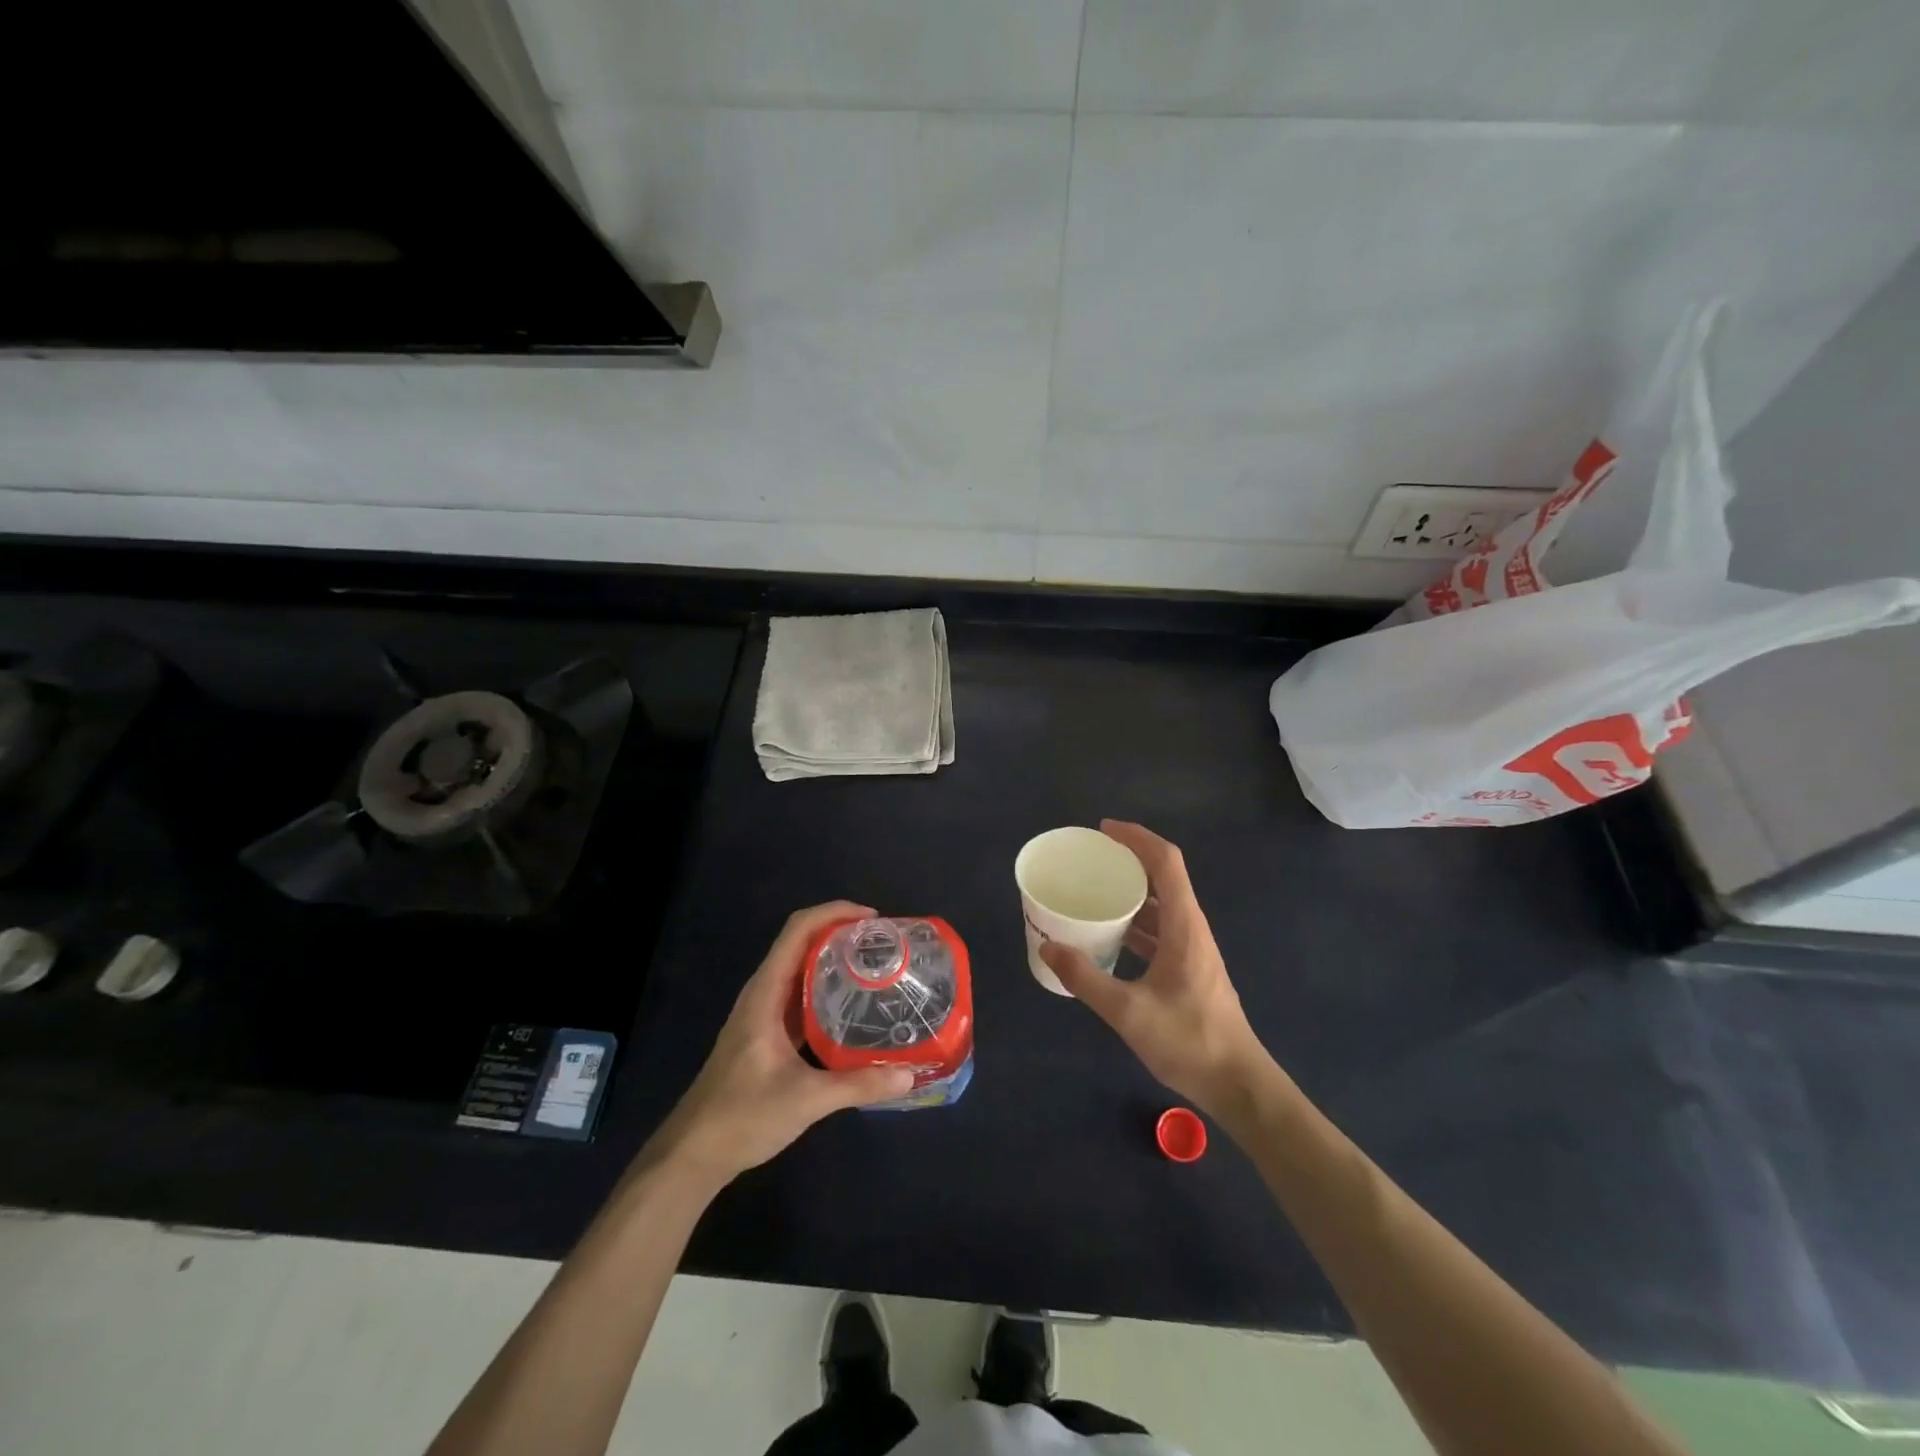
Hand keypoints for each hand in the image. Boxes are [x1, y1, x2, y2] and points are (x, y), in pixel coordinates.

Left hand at [650, 902, 914, 1188]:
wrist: (693, 1153)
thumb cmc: (742, 1116)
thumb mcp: (805, 1100)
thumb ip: (858, 1085)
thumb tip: (910, 1076)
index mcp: (765, 993)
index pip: (797, 930)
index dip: (833, 912)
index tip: (872, 918)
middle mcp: (762, 994)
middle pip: (800, 942)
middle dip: (840, 932)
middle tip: (883, 942)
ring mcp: (763, 1013)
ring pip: (800, 969)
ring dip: (833, 958)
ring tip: (875, 964)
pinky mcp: (766, 1034)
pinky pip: (799, 995)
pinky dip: (826, 988)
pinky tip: (853, 1005)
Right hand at [1042, 821, 1269, 1116]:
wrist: (1237, 1083)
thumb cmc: (1188, 1041)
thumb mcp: (1128, 1012)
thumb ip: (1085, 978)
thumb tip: (1048, 945)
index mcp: (1184, 926)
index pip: (1166, 861)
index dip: (1137, 837)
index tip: (1104, 830)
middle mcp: (1191, 929)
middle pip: (1164, 877)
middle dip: (1129, 859)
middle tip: (1090, 859)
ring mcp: (1193, 949)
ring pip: (1162, 905)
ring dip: (1132, 892)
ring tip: (1094, 892)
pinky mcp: (1190, 969)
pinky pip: (1160, 929)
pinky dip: (1136, 922)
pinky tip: (1110, 937)